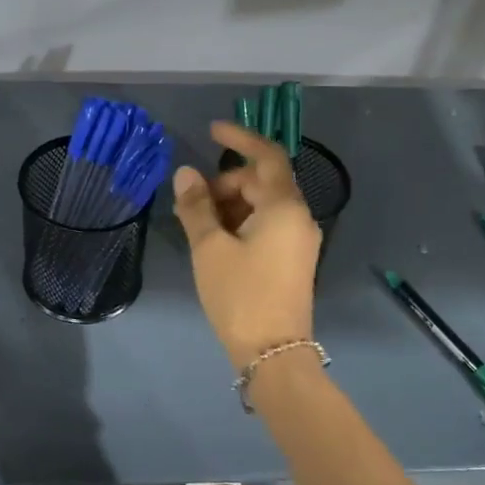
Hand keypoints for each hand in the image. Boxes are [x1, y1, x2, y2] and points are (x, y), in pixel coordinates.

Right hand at [171, 122, 320, 370]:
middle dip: (226, 183)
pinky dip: (243, 223)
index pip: (267, 156)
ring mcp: (300, 241)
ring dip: (232, 205)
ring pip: (264, 206)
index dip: (240, 138)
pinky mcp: (293, 261)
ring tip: (198, 224)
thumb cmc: (240, 295)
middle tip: (192, 201)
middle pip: (262, 182)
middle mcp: (299, 218)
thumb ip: (196, 207)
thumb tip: (185, 174)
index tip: (212, 131)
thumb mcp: (209, 249)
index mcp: (284, 207)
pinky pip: (268, 226)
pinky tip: (217, 241)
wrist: (273, 353)